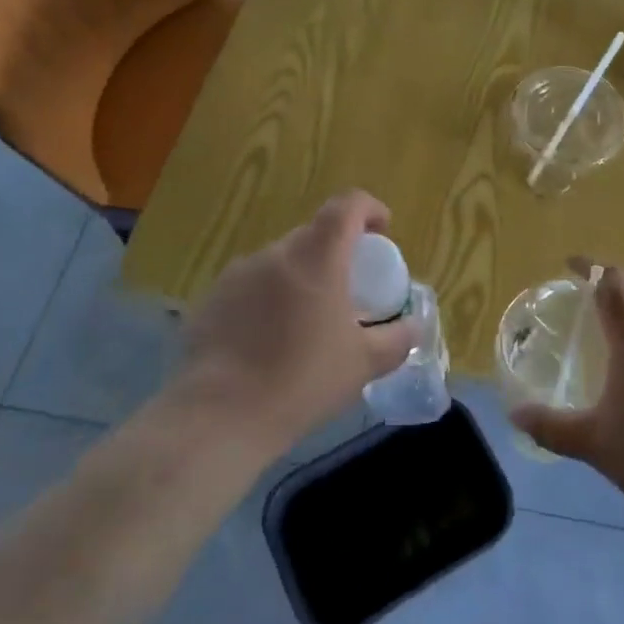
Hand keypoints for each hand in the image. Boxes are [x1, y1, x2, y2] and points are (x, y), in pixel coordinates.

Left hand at [167, 190, 419, 460]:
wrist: (221, 416)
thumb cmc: (302, 381)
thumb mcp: (364, 364)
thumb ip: (397, 339)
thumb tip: (413, 326)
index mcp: (316, 258)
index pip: (346, 206)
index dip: (369, 209)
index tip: (382, 230)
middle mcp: (274, 254)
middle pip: (312, 236)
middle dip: (335, 253)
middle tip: (348, 290)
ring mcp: (237, 275)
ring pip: (279, 262)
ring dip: (300, 278)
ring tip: (306, 321)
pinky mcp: (210, 300)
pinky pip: (250, 287)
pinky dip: (268, 300)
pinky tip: (268, 341)